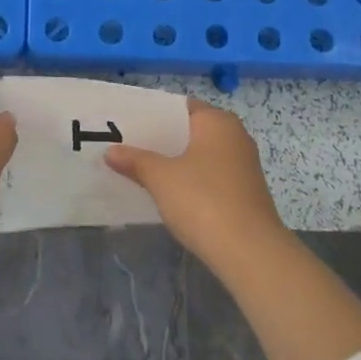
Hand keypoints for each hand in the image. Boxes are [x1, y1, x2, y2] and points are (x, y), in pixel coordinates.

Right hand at [104, 99, 286, 271]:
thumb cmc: (204, 201)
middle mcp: (235, 136)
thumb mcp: (161, 178)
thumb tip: (110, 151)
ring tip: (142, 169)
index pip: (181, 107)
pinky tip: (170, 194)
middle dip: (162, 140)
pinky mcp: (245, 192)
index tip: (128, 124)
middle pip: (191, 131)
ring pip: (201, 156)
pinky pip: (211, 177)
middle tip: (128, 146)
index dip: (154, 114)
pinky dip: (191, 181)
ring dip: (176, 162)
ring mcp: (243, 166)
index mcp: (218, 122)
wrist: (250, 252)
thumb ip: (136, 160)